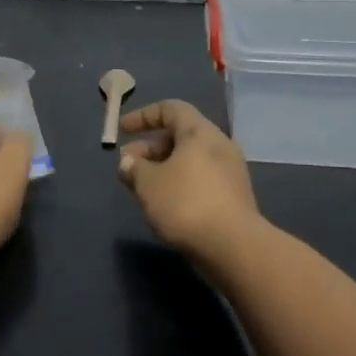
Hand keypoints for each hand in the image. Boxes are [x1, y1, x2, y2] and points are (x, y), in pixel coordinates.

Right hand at [116, 100, 263, 265]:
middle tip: (128, 166)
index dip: (143, 116)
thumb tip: (128, 162)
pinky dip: (179, 183)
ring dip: (162, 168)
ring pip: (189, 160)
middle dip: (150, 147)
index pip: (171, 109)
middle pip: (180, 135)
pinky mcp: (233, 197)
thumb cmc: (185, 203)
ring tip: (142, 187)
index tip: (122, 130)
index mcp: (200, 132)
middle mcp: (219, 145)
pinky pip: (200, 179)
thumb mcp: (148, 183)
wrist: (233, 247)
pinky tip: (164, 204)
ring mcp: (230, 172)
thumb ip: (133, 168)